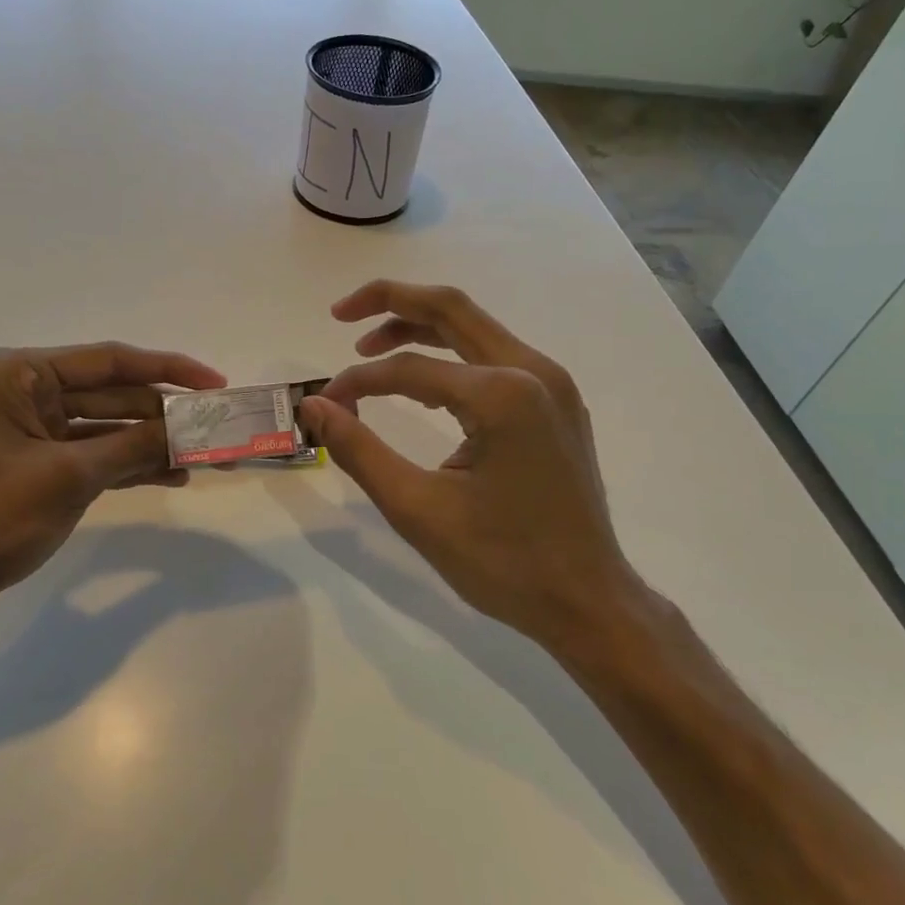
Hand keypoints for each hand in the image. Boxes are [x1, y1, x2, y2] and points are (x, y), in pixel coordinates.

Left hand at [0, 342, 224, 626]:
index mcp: (21, 374)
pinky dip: (133, 464)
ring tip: (209, 457)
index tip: (215, 383)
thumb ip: (135, 447)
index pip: (110, 361)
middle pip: (114, 394)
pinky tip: (174, 475)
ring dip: (155, 442)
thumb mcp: (70, 477)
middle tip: (220, 427)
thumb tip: (193, 431)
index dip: (169, 370)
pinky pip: (99, 455)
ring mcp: (37, 431)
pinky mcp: (44, 465)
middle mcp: (29, 392)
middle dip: (166, 415)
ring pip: (111, 427)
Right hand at [297, 280, 644, 653]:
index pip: (409, 369)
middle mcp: (534, 371)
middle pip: (451, 309)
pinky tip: (422, 381)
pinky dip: (451, 356)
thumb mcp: (418, 509)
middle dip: (391, 301)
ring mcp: (553, 385)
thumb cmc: (504, 562)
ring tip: (370, 345)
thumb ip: (359, 451)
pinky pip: (495, 358)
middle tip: (340, 312)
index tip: (326, 408)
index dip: (358, 382)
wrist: (589, 603)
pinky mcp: (557, 404)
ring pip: (475, 329)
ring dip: (420, 328)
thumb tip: (315, 407)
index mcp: (502, 395)